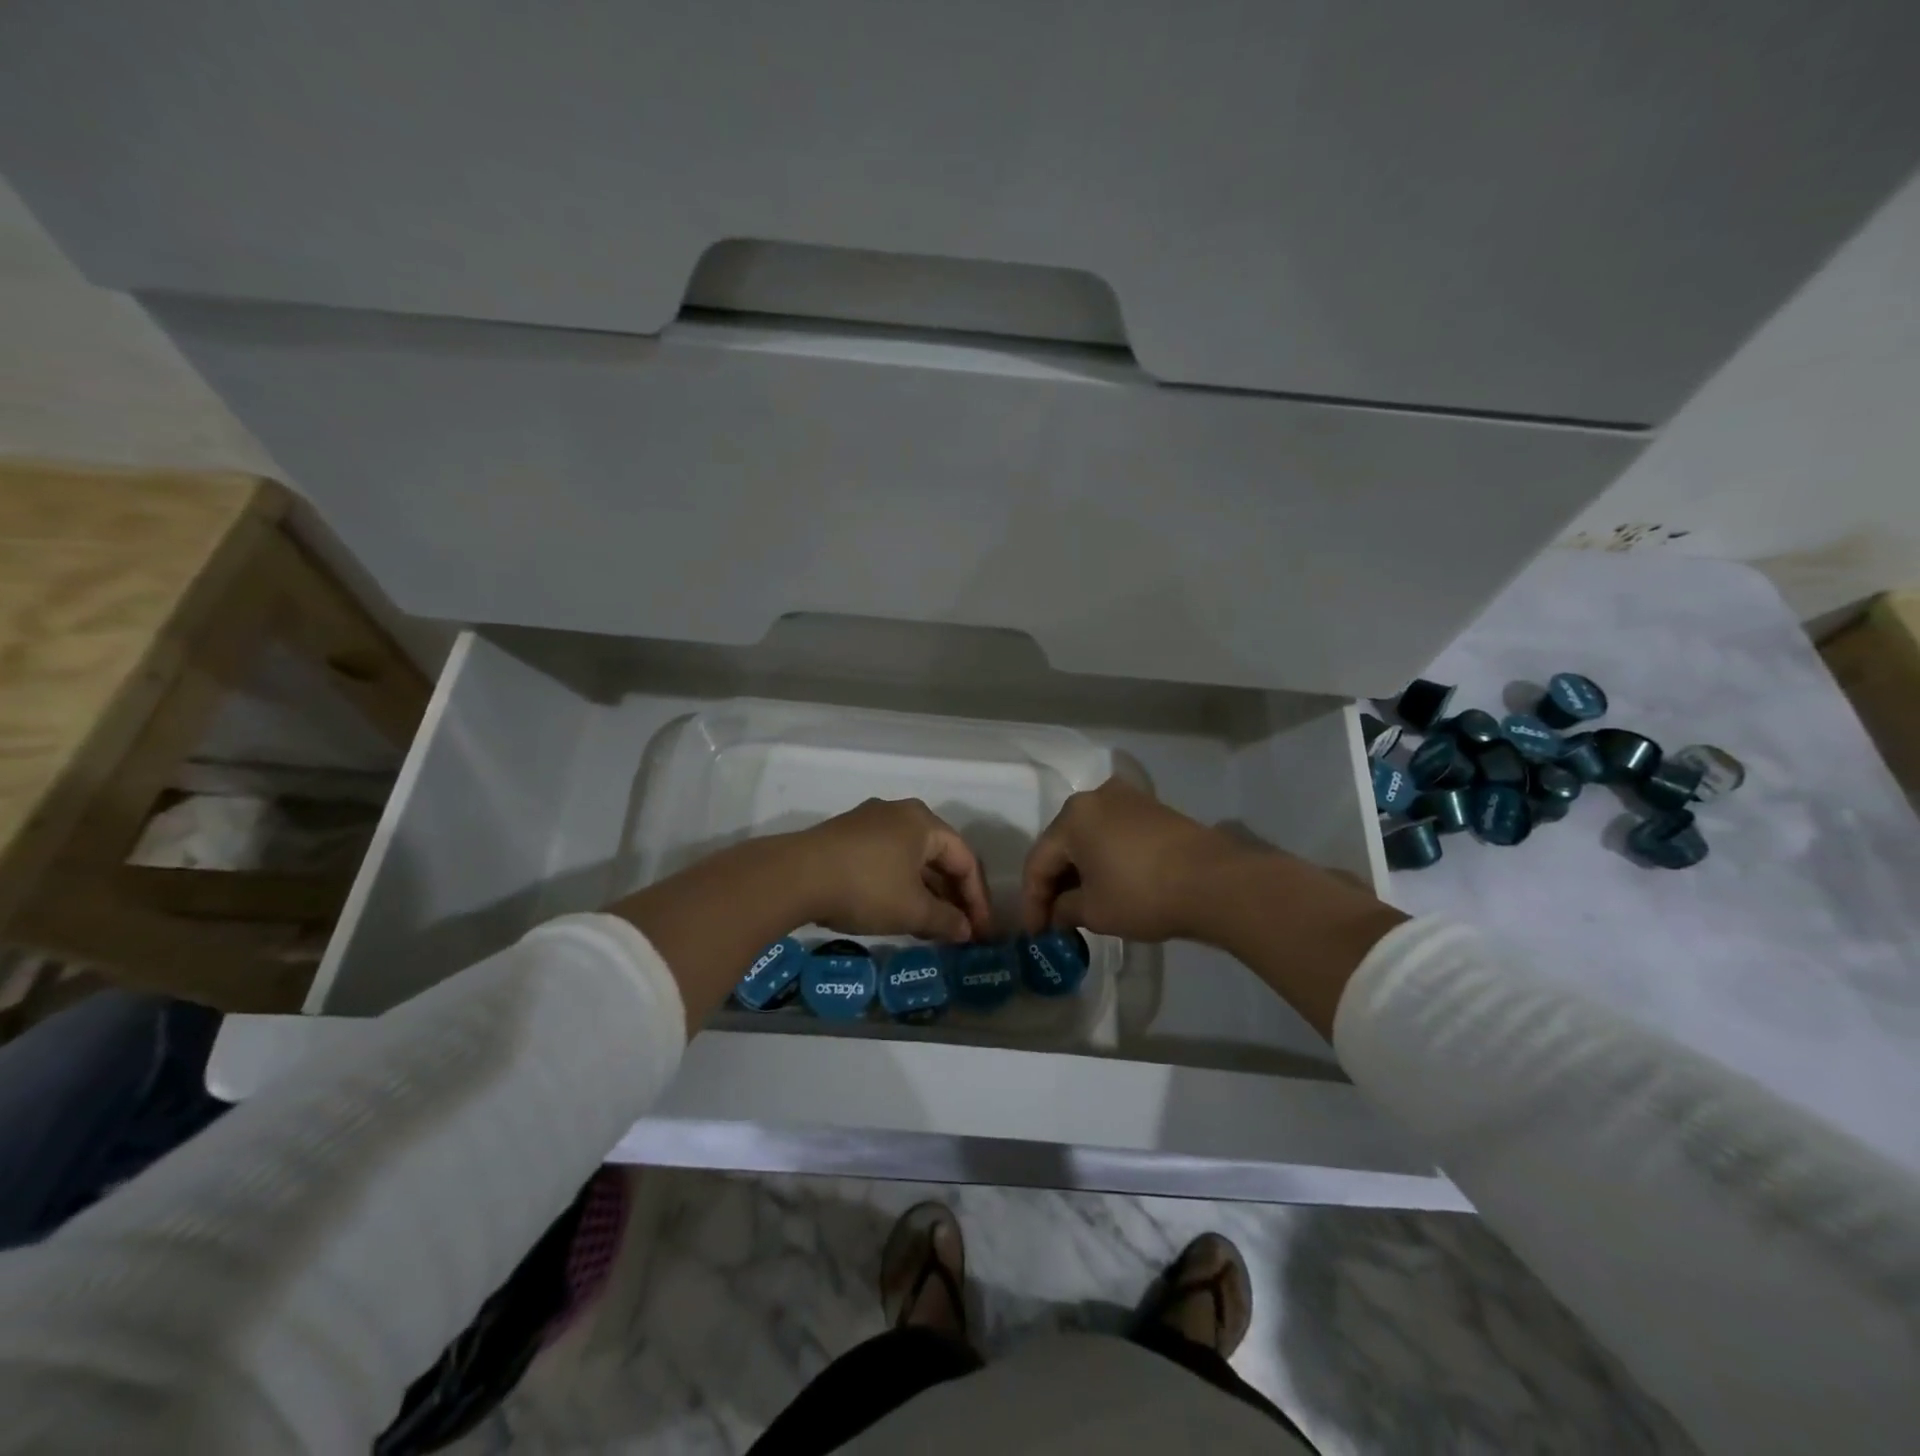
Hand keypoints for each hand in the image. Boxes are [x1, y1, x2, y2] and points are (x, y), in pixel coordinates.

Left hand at [794, 798, 993, 941]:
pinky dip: (900, 885)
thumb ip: (946, 920)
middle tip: (958, 930)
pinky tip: (898, 911)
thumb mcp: (912, 910)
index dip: (977, 899)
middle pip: (938, 856)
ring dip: (926, 892)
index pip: (965, 859)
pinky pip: (887, 859)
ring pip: (911, 859)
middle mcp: (900, 813)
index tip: (979, 932)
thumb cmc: (866, 887)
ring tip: (931, 926)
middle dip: (951, 896)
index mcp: (923, 822)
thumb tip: (966, 931)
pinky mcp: (846, 836)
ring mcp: (869, 821)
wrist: (794, 876)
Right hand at [1020, 778, 1251, 940]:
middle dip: (1055, 884)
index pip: (1038, 862)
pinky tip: (1109, 886)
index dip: (1032, 902)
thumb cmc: (1142, 893)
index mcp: (1072, 816)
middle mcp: (1095, 797)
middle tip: (1054, 921)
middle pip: (1062, 845)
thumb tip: (1058, 913)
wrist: (1216, 881)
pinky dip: (1104, 860)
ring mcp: (1128, 800)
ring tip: (1080, 906)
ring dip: (1080, 872)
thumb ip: (1064, 910)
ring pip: (1089, 839)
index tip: (1036, 934)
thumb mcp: (1094, 911)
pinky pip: (1114, 835)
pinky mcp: (1153, 810)